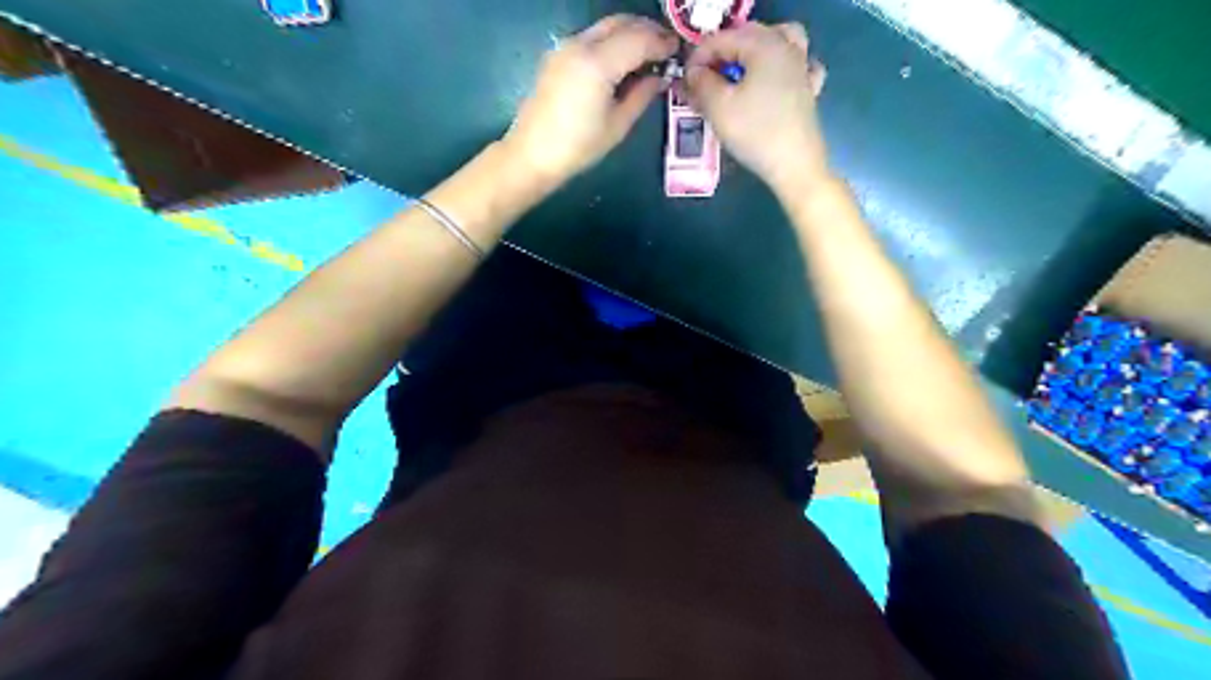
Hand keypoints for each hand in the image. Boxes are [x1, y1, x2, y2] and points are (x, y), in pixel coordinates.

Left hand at [503, 15, 678, 186]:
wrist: (532, 154)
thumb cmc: (578, 148)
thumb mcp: (617, 126)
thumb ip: (642, 95)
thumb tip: (660, 77)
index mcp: (598, 64)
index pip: (639, 39)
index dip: (662, 43)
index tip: (678, 52)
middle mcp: (580, 45)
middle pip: (622, 23)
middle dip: (647, 31)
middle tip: (665, 49)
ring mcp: (565, 47)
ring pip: (605, 27)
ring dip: (629, 33)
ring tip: (646, 55)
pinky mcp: (557, 55)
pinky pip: (591, 37)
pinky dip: (611, 41)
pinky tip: (621, 62)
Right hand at [685, 21, 828, 193]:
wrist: (794, 166)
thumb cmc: (754, 133)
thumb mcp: (718, 107)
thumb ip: (701, 83)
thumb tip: (694, 72)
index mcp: (764, 45)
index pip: (722, 39)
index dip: (698, 58)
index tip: (685, 82)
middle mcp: (786, 47)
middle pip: (748, 36)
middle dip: (722, 55)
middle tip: (703, 81)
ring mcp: (802, 67)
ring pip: (777, 42)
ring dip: (753, 52)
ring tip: (738, 72)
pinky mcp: (809, 90)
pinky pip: (797, 65)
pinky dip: (782, 67)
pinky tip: (774, 81)